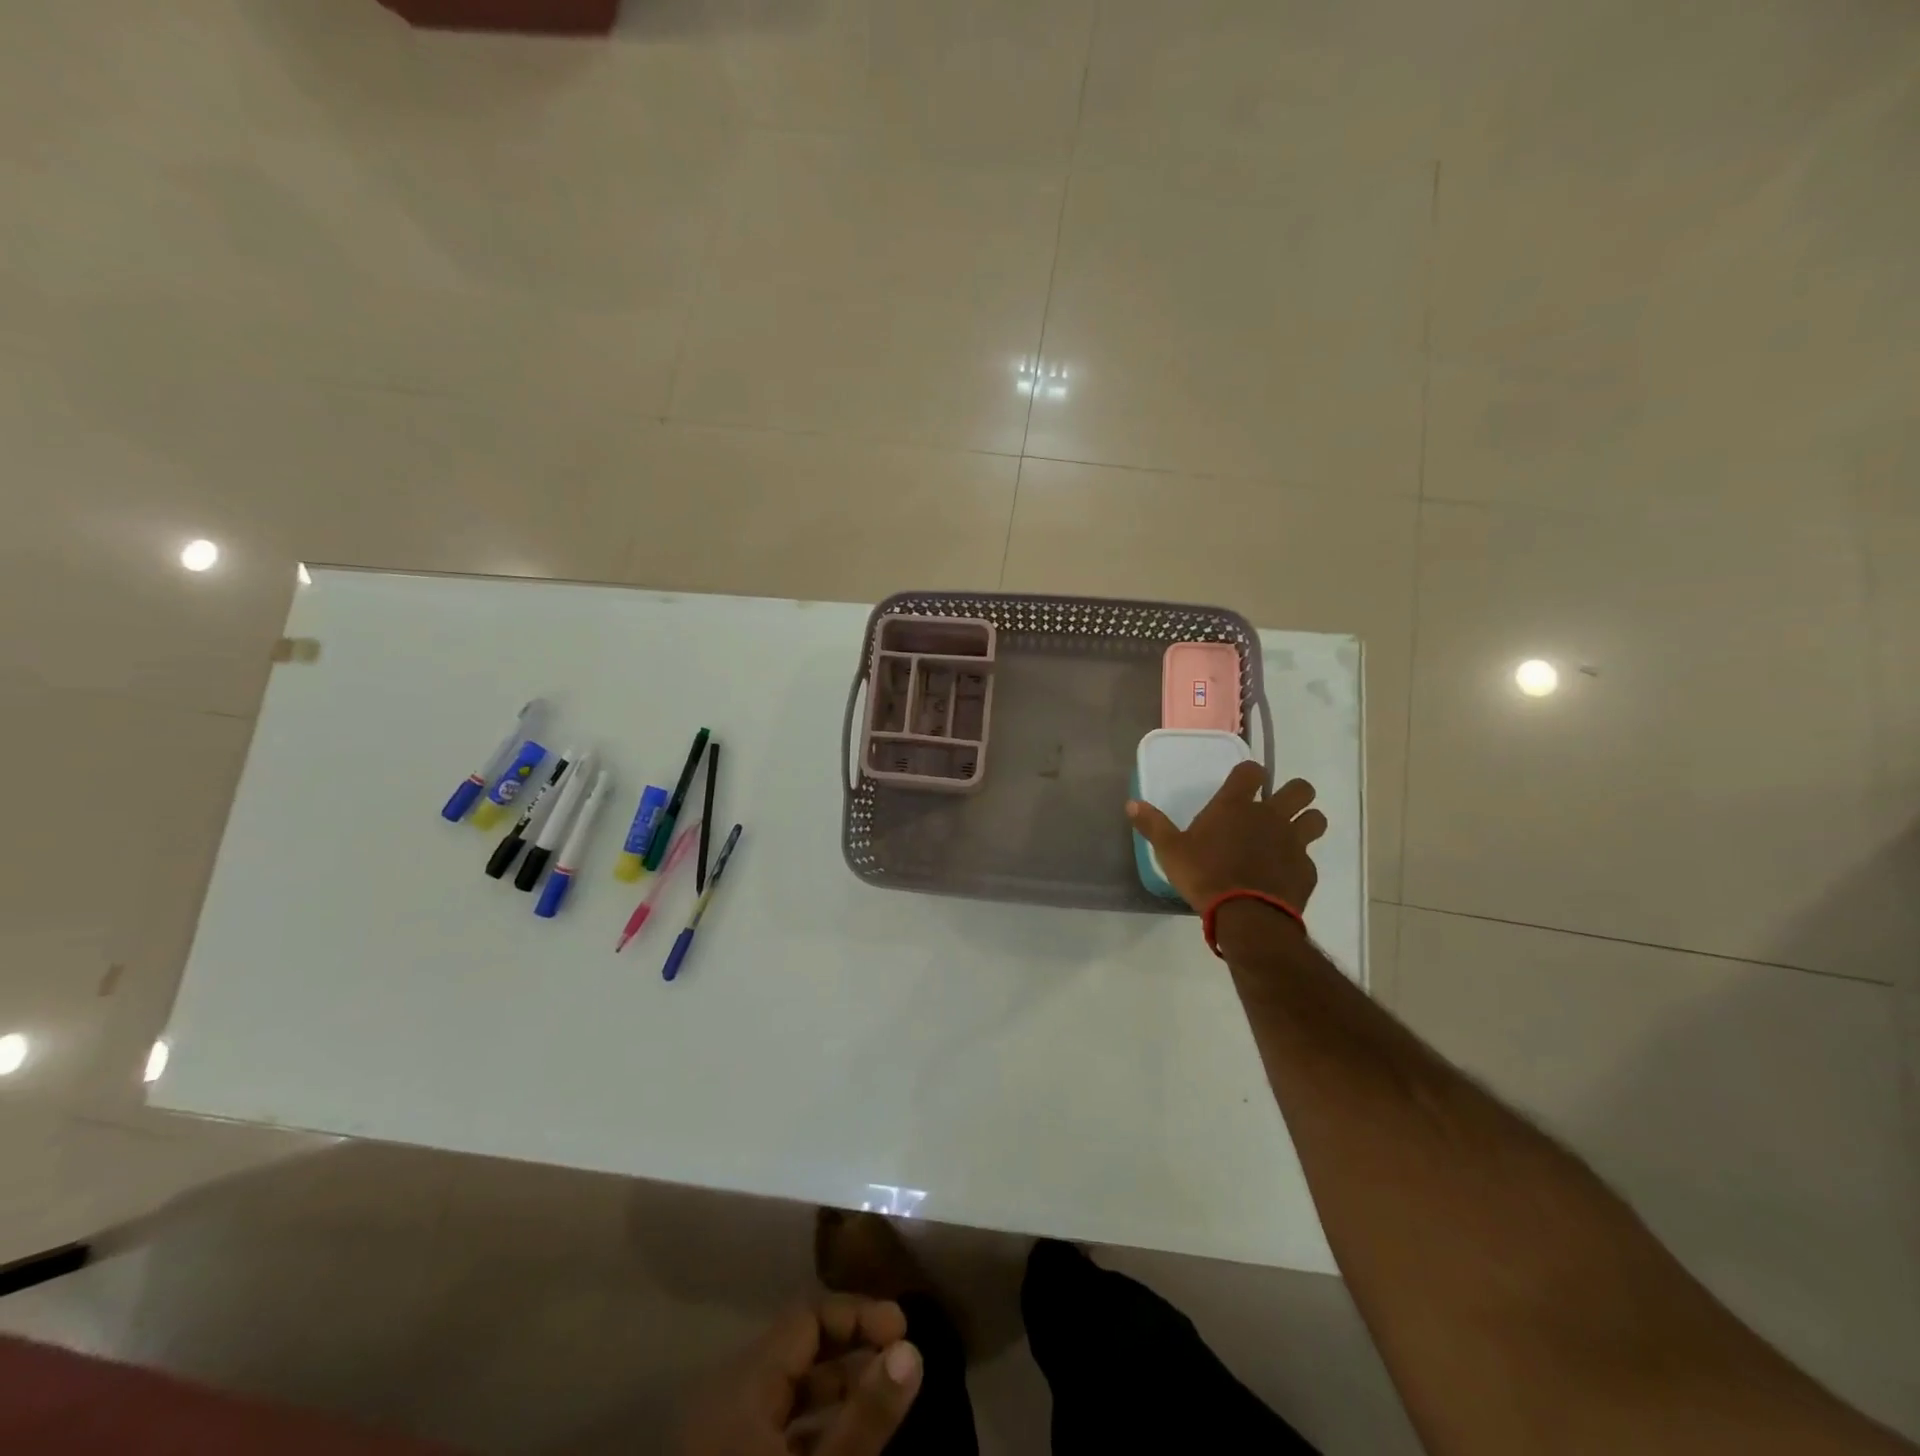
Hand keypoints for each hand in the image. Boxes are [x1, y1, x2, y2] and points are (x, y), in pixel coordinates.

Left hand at [675, 1296, 921, 1455]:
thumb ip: (865, 1415)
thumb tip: (912, 1350)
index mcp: (743, 1382)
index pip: (808, 1316)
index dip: (859, 1315)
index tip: (904, 1331)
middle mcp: (728, 1396)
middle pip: (799, 1349)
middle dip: (852, 1351)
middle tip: (901, 1361)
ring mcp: (723, 1437)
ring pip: (789, 1392)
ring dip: (838, 1390)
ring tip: (883, 1399)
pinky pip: (775, 1430)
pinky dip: (815, 1426)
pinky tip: (847, 1441)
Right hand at [1126, 761, 1326, 912]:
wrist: (1246, 916)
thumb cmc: (1204, 875)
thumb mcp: (1170, 851)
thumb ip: (1153, 825)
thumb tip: (1131, 804)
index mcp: (1236, 806)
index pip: (1252, 771)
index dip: (1251, 774)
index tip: (1245, 783)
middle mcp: (1270, 816)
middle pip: (1300, 789)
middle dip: (1293, 794)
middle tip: (1277, 807)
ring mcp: (1293, 842)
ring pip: (1316, 819)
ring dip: (1306, 822)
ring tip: (1290, 836)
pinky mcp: (1306, 870)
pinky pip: (1308, 859)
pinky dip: (1298, 863)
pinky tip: (1283, 876)